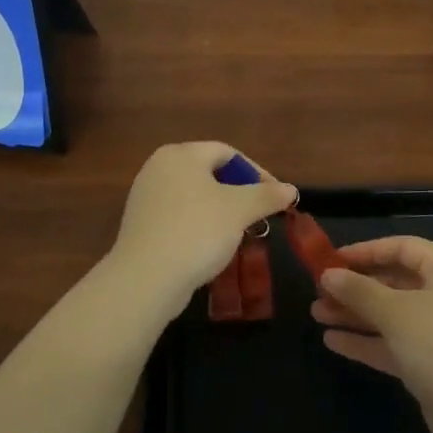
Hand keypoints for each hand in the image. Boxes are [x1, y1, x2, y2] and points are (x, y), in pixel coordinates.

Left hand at [106, 142, 296, 317]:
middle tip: (259, 215)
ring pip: (195, 197)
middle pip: (210, 173)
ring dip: (221, 211)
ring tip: (240, 233)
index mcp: (181, 154)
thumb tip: (290, 189)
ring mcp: (146, 197)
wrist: (146, 279)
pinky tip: (212, 246)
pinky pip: (179, 216)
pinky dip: (200, 225)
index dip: (256, 173)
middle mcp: (159, 168)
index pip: (228, 153)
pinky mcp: (141, 225)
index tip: (276, 197)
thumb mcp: (240, 210)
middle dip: (239, 193)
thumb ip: (267, 195)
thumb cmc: (196, 231)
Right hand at [310, 235, 432, 432]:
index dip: (366, 251)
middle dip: (356, 287)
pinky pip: (395, 343)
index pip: (403, 248)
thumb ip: (359, 291)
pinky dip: (367, 341)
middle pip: (395, 282)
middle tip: (319, 291)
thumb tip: (328, 274)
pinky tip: (333, 341)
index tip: (332, 260)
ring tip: (317, 314)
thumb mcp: (395, 312)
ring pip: (392, 315)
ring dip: (356, 314)